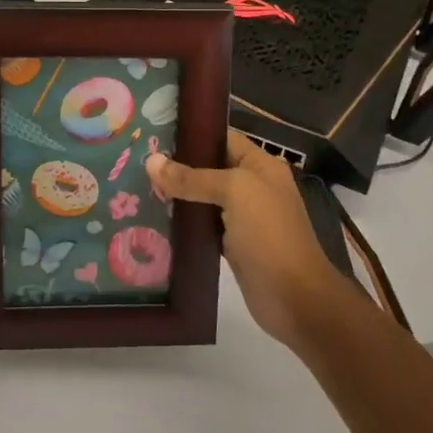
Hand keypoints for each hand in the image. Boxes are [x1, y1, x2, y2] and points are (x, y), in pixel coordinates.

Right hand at [146, 132, 345, 349]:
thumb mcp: (234, 192)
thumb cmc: (269, 234)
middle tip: (137, 162)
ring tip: (138, 186)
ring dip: (177, 196)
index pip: (222, 139)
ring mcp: (243, 218)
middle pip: (210, 168)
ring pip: (204, 199)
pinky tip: (154, 220)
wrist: (295, 298)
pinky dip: (184, 224)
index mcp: (260, 165)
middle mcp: (253, 186)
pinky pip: (203, 226)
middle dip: (178, 166)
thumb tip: (150, 161)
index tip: (154, 134)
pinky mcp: (232, 246)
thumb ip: (193, 177)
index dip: (191, 135)